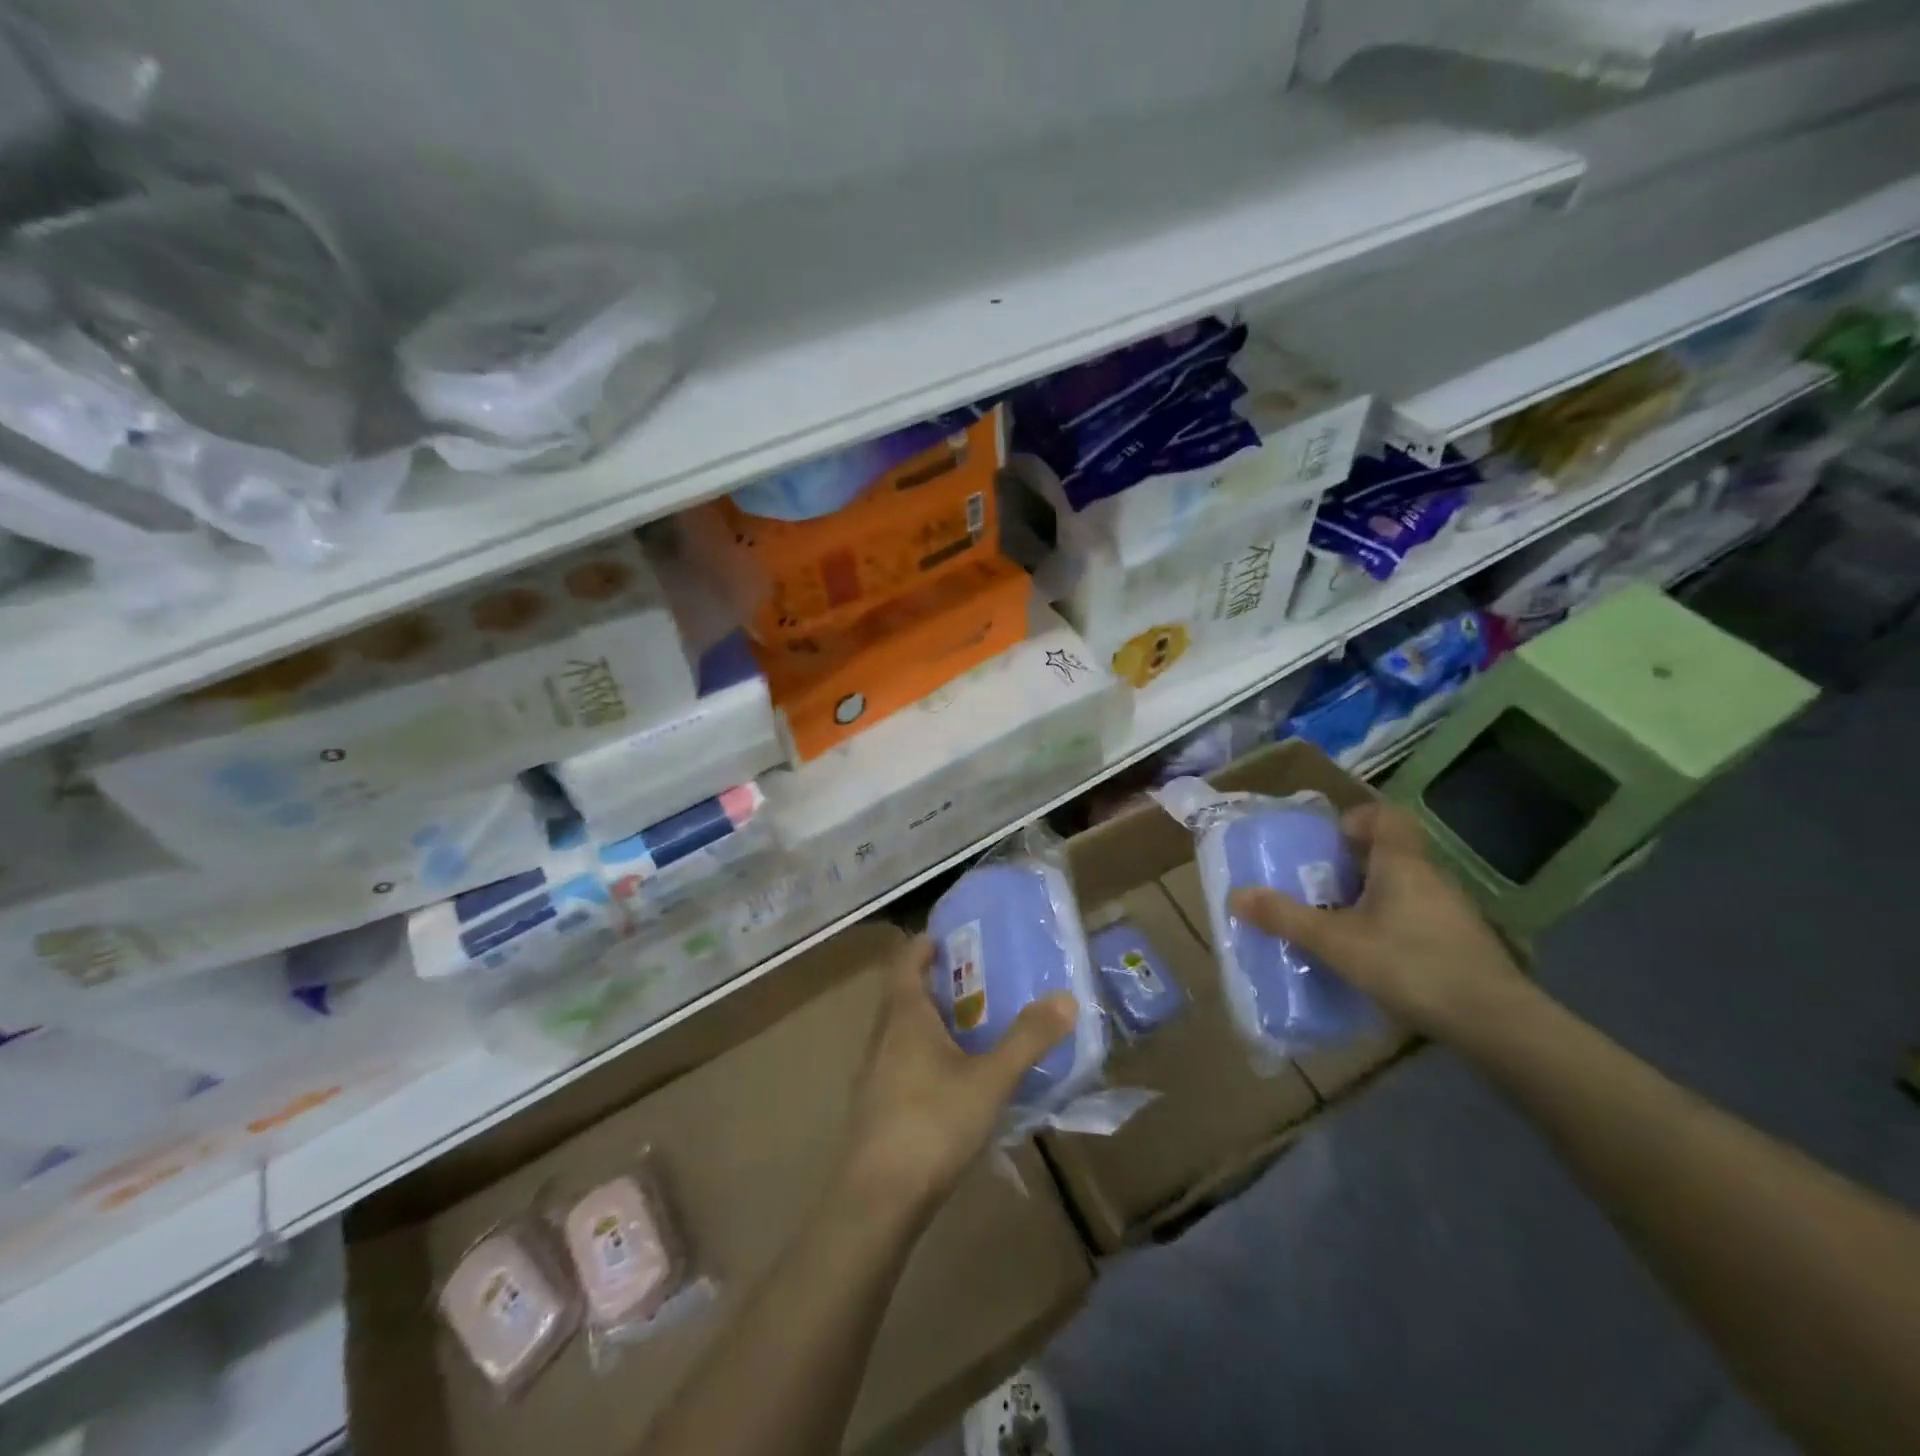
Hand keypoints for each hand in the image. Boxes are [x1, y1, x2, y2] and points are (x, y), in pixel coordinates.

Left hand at [839, 936, 1075, 1222]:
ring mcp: (873, 1074)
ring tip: (968, 1029)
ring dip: (928, 1023)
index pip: (904, 962)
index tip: (947, 937)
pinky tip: (950, 1082)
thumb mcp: (990, 1080)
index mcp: (904, 1016)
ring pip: (900, 1033)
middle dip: (933, 984)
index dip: (922, 945)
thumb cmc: (932, 1123)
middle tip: (973, 981)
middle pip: (902, 996)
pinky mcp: (875, 1108)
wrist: (877, 1199)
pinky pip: (899, 1065)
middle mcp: (882, 1037)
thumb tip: (1065, 997)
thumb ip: (1028, 1039)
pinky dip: (923, 1057)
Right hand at [1226, 801, 1528, 1043]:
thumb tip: (1235, 895)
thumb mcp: (1336, 942)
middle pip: (1388, 853)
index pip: (1385, 816)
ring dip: (1369, 898)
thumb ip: (1286, 917)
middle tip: (1316, 887)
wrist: (1496, 1023)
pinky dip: (1391, 926)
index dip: (1354, 820)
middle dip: (1350, 865)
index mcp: (1401, 863)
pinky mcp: (1461, 943)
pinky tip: (1373, 958)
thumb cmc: (1411, 965)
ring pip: (1402, 888)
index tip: (1327, 844)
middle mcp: (1430, 877)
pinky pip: (1416, 917)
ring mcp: (1451, 911)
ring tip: (1336, 925)